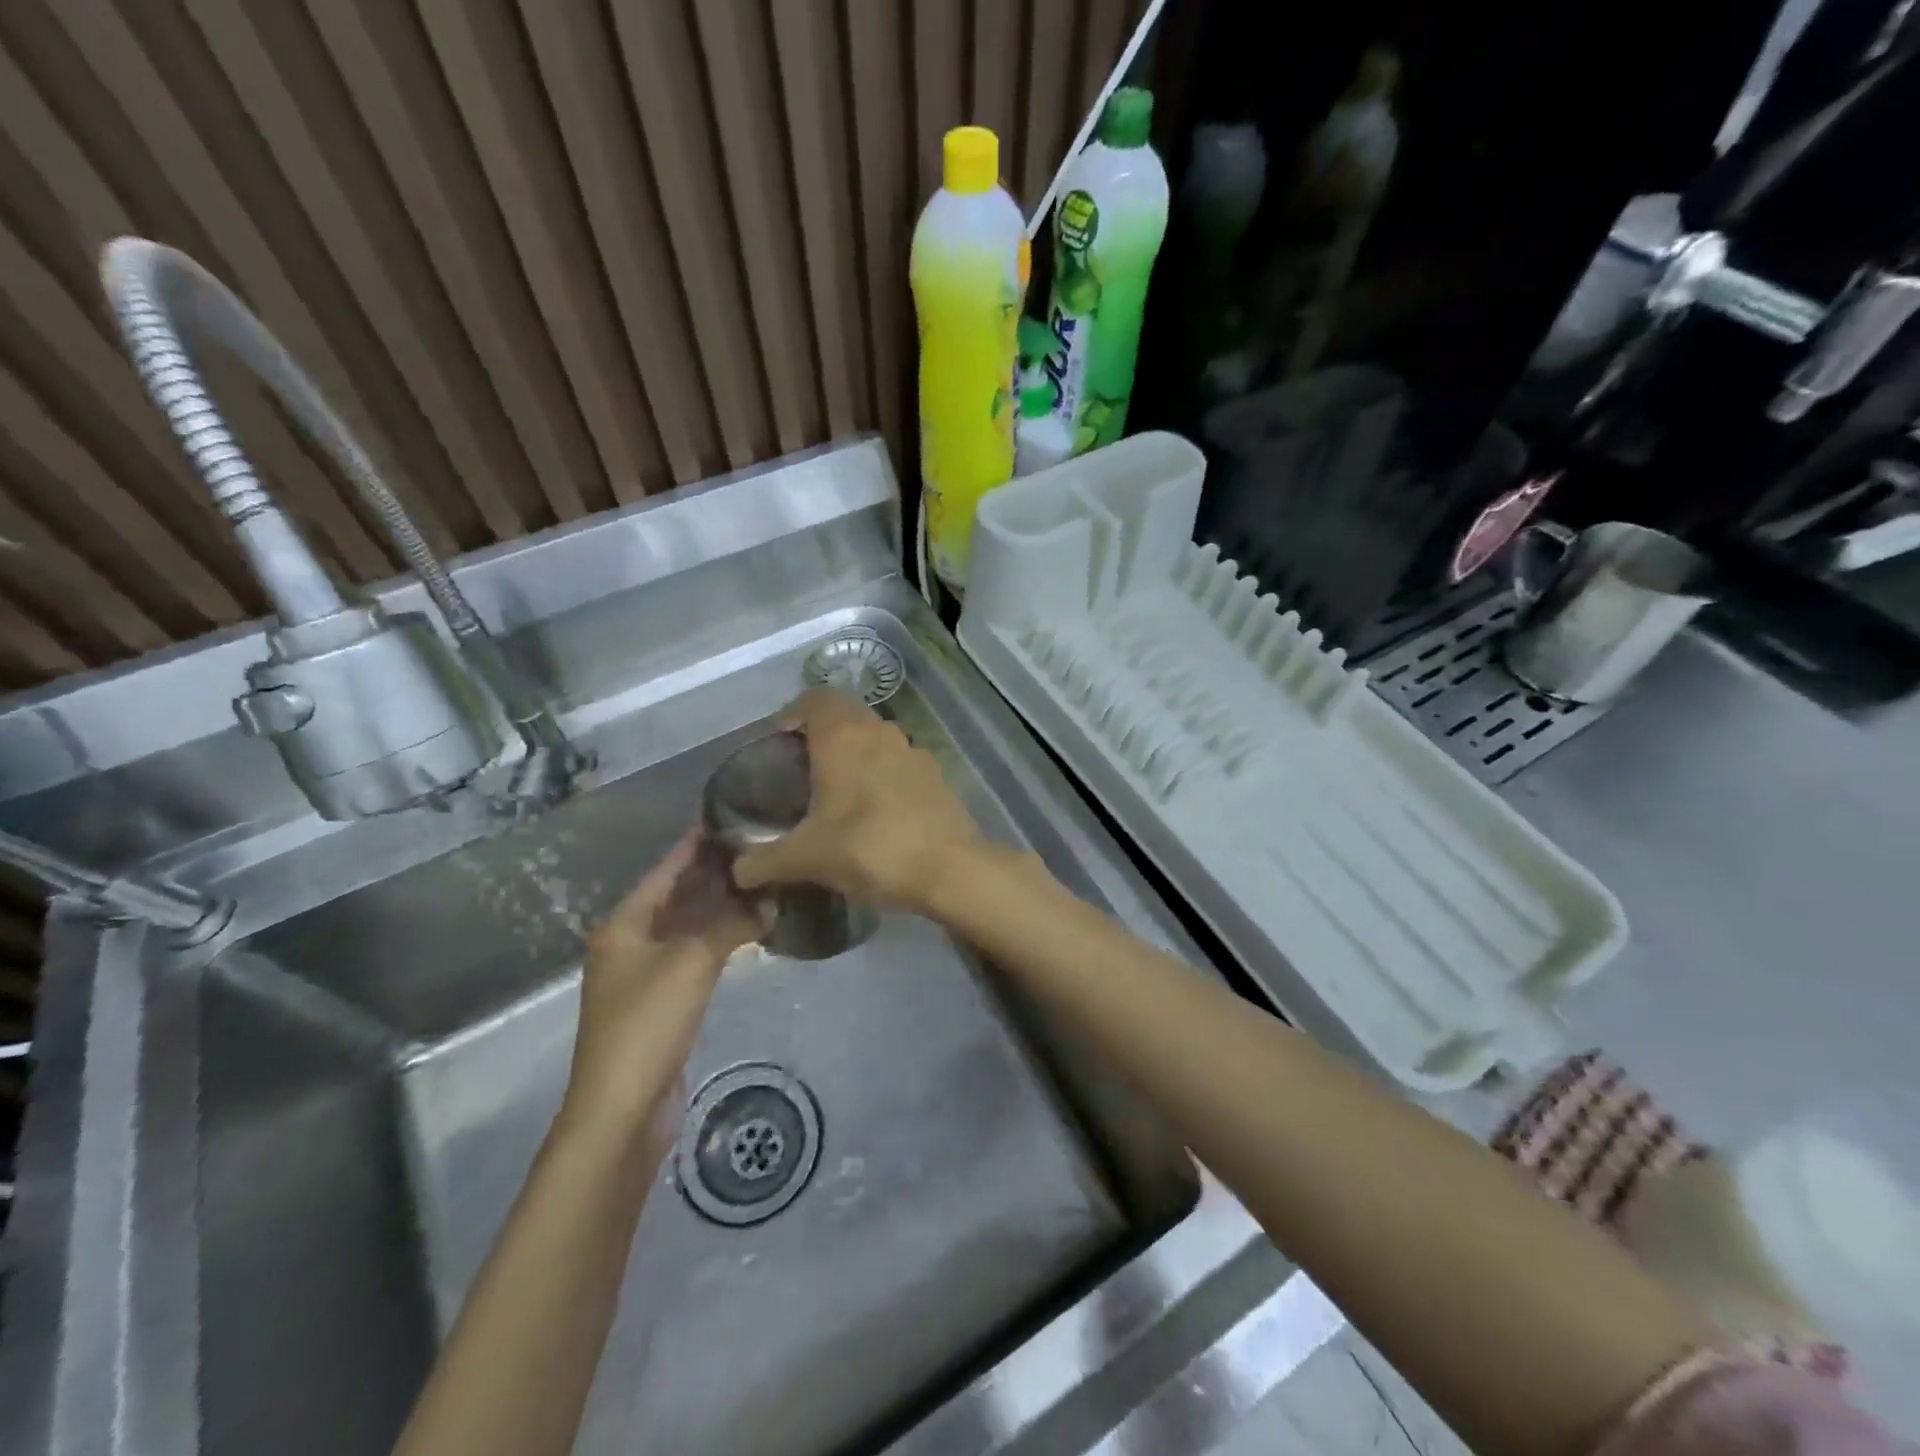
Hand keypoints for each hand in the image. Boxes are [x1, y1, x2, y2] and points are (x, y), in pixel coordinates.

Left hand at [559, 832, 763, 1143]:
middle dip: (712, 875)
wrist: (622, 1107)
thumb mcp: (693, 962)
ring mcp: (643, 975)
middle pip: (675, 897)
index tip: (727, 817)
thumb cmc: (649, 1021)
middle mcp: (628, 944)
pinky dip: (717, 940)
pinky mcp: (660, 1003)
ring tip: (759, 882)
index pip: (664, 871)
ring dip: (718, 909)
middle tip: (756, 849)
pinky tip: (747, 931)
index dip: (694, 845)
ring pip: (686, 928)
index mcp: (623, 925)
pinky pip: (692, 956)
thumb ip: (733, 925)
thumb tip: (770, 903)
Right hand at [732, 689, 982, 914]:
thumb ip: (764, 862)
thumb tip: (737, 872)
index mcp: (844, 736)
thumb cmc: (870, 848)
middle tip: (801, 769)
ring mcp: (913, 751)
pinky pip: (898, 763)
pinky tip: (874, 811)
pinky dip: (881, 774)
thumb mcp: (807, 858)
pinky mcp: (935, 775)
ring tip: (835, 791)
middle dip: (821, 734)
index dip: (793, 712)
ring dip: (854, 754)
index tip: (778, 740)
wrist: (949, 868)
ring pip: (875, 738)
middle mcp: (880, 732)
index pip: (815, 698)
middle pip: (845, 715)